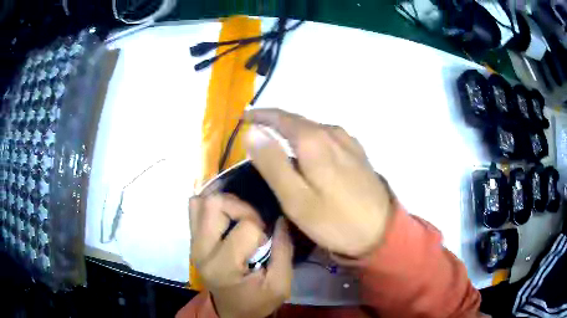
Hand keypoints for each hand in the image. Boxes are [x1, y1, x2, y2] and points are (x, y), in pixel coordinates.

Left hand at [189, 194, 292, 317]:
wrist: (231, 311)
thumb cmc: (256, 301)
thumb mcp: (279, 286)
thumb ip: (283, 251)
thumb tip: (280, 219)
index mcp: (223, 266)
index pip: (245, 227)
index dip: (262, 228)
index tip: (267, 241)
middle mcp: (201, 250)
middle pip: (214, 204)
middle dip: (241, 206)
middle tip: (253, 221)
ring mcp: (193, 243)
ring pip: (201, 202)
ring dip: (225, 203)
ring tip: (240, 216)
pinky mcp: (192, 240)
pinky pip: (195, 208)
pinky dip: (212, 205)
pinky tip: (227, 214)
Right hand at [244, 109, 393, 257]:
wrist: (381, 231)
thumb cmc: (335, 220)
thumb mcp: (295, 198)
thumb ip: (272, 163)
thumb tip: (253, 132)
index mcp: (314, 140)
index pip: (281, 117)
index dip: (260, 115)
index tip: (244, 117)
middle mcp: (332, 133)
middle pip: (297, 121)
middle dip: (275, 122)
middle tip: (256, 131)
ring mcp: (348, 142)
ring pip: (313, 128)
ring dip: (293, 130)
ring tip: (278, 140)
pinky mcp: (357, 153)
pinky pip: (327, 137)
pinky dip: (310, 138)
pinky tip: (309, 150)